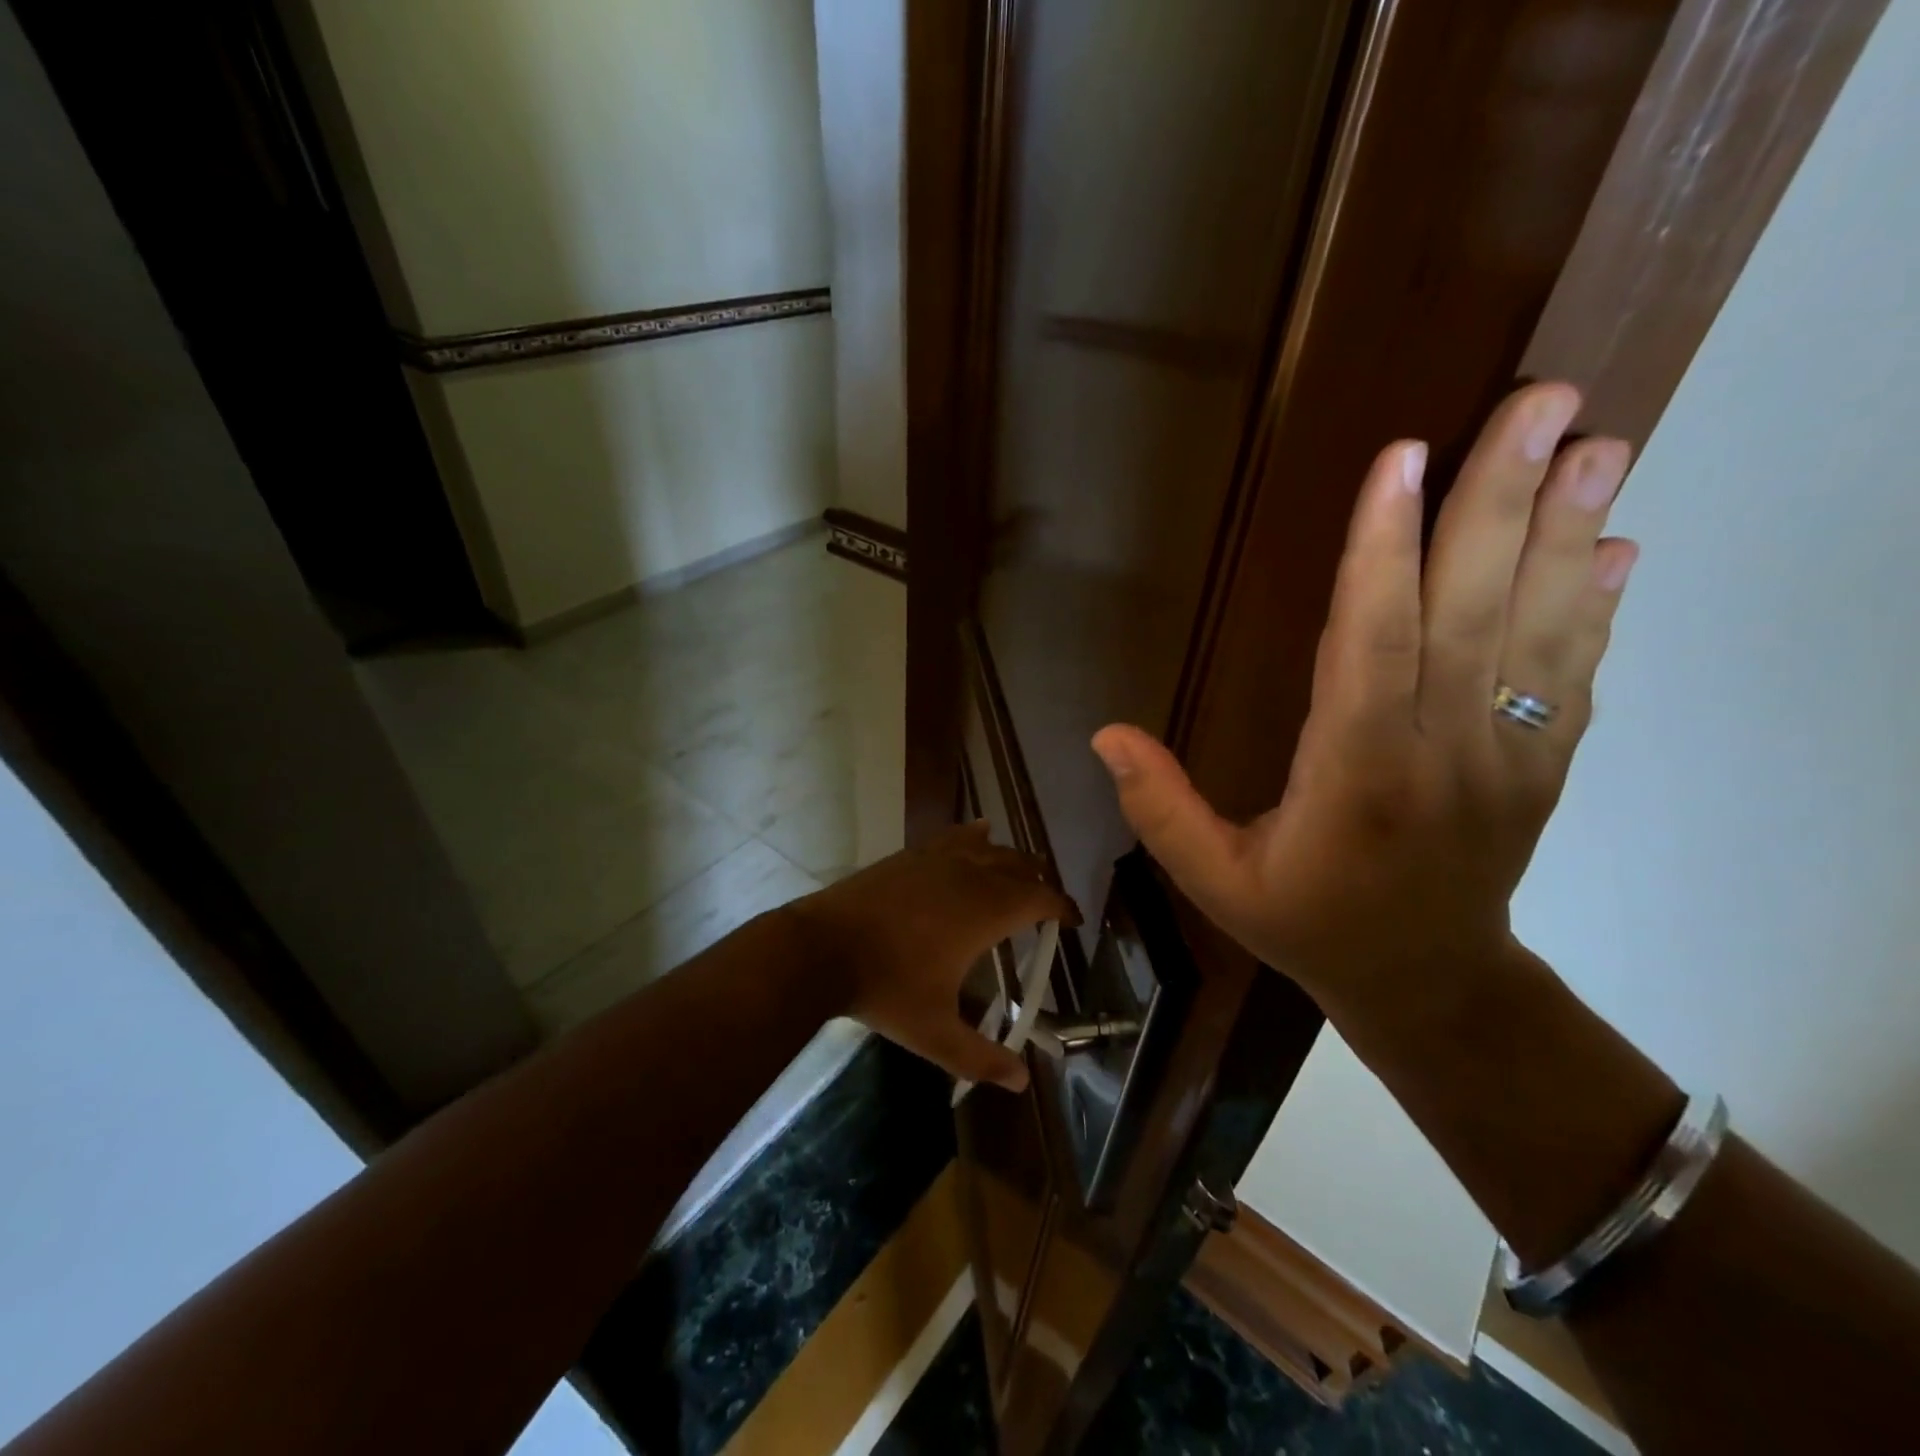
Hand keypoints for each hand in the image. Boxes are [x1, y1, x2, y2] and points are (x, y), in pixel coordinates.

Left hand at [784, 823, 1078, 1091]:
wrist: (821, 948)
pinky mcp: (909, 855)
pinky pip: (953, 837)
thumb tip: (1020, 1082)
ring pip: (988, 848)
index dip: (1061, 907)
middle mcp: (969, 876)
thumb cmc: (885, 988)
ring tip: (1020, 871)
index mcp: (985, 911)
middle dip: (1039, 882)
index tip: (1072, 919)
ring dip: (1010, 859)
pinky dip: (973, 837)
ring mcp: (936, 859)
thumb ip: (979, 1057)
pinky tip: (977, 832)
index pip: (1039, 900)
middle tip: (1047, 903)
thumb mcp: (934, 1033)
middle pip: (1019, 866)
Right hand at [1090, 382, 1636, 998]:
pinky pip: (1574, 674)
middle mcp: (1443, 754)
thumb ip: (1161, 809)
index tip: (1402, 458)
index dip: (1385, 553)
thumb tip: (1104, 735)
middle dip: (1503, 503)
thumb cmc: (1308, 923)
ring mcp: (1510, 758)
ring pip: (1542, 632)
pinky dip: (1596, 604)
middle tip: (1544, 401)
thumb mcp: (1215, 880)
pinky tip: (1614, 543)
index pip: (1373, 646)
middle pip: (1474, 614)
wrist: (1427, 984)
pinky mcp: (1544, 766)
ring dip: (1569, 533)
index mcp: (1356, 776)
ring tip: (1599, 442)